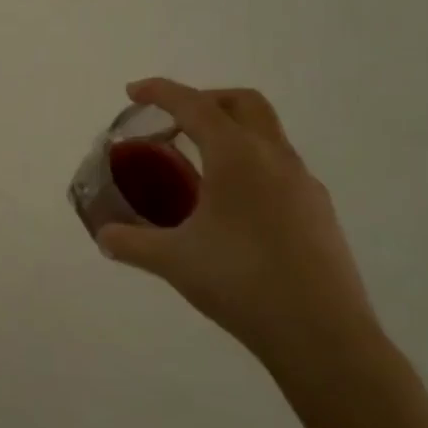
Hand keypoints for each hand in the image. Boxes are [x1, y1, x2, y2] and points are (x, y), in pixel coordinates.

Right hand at [96, 80, 385, 390]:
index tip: (134, 92)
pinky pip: (279, 167)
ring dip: (230, 132)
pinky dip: (250, 164)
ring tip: (198, 165)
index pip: (194, 105)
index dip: (161, 92)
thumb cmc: (241, 283)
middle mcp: (275, 158)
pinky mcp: (318, 211)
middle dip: (204, 100)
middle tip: (173, 121)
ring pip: (266, 134)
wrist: (322, 335)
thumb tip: (104, 235)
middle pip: (242, 103)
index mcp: (237, 157)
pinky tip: (232, 206)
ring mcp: (303, 183)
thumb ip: (132, 243)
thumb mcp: (174, 261)